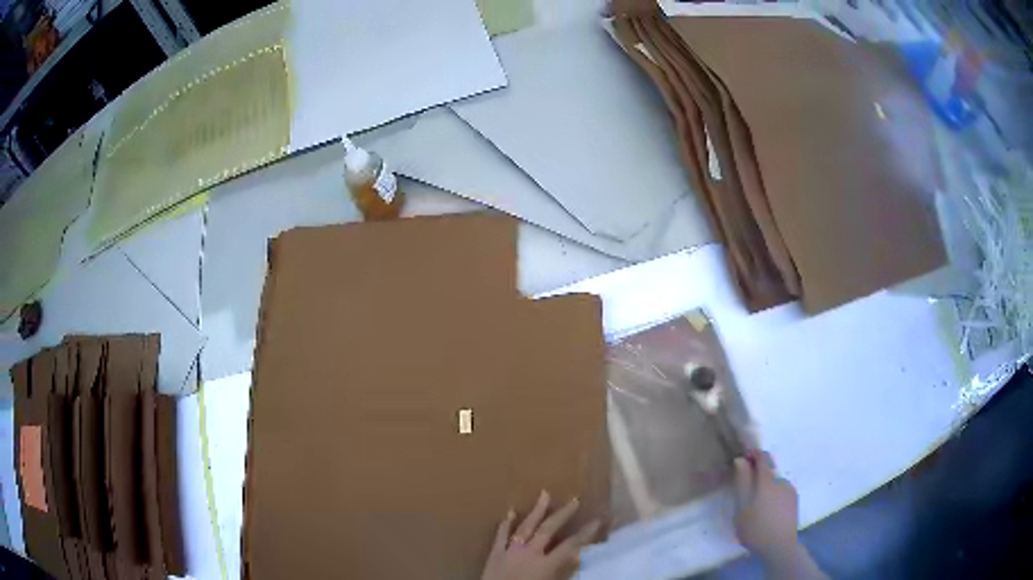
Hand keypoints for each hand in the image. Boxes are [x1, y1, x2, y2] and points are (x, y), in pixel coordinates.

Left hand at [481, 490, 600, 579]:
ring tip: (544, 494)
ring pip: (525, 526)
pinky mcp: (494, 554)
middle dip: (562, 514)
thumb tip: (576, 559)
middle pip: (548, 530)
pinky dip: (506, 523)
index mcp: (545, 565)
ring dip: (536, 511)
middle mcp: (529, 553)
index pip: (570, 546)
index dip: (585, 533)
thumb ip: (563, 573)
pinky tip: (510, 511)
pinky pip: (501, 535)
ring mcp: (510, 551)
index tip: (597, 520)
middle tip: (574, 499)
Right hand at [732, 451, 798, 559]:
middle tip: (746, 494)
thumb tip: (741, 460)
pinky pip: (782, 491)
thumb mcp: (741, 507)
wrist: (780, 546)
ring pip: (775, 481)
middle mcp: (781, 480)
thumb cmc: (755, 528)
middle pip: (769, 470)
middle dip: (758, 475)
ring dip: (766, 487)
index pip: (763, 456)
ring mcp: (790, 490)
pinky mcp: (794, 500)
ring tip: (757, 506)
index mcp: (767, 480)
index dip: (754, 454)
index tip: (743, 460)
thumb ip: (742, 482)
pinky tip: (768, 511)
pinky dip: (774, 495)